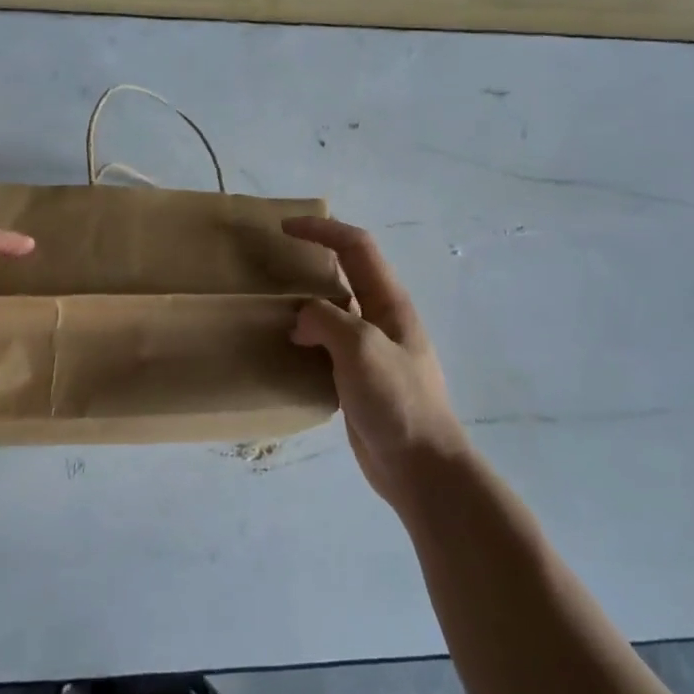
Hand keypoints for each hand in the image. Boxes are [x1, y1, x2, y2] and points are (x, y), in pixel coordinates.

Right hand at [282, 216, 468, 508]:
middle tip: (273, 265)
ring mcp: (371, 350)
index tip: (284, 228)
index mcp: (390, 302)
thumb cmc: (397, 400)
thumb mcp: (360, 348)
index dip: (322, 230)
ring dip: (306, 302)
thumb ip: (326, 321)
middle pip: (346, 274)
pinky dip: (306, 338)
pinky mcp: (358, 379)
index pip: (356, 247)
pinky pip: (328, 346)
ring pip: (334, 311)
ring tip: (272, 306)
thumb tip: (301, 320)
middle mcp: (381, 319)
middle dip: (313, 260)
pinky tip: (285, 350)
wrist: (421, 466)